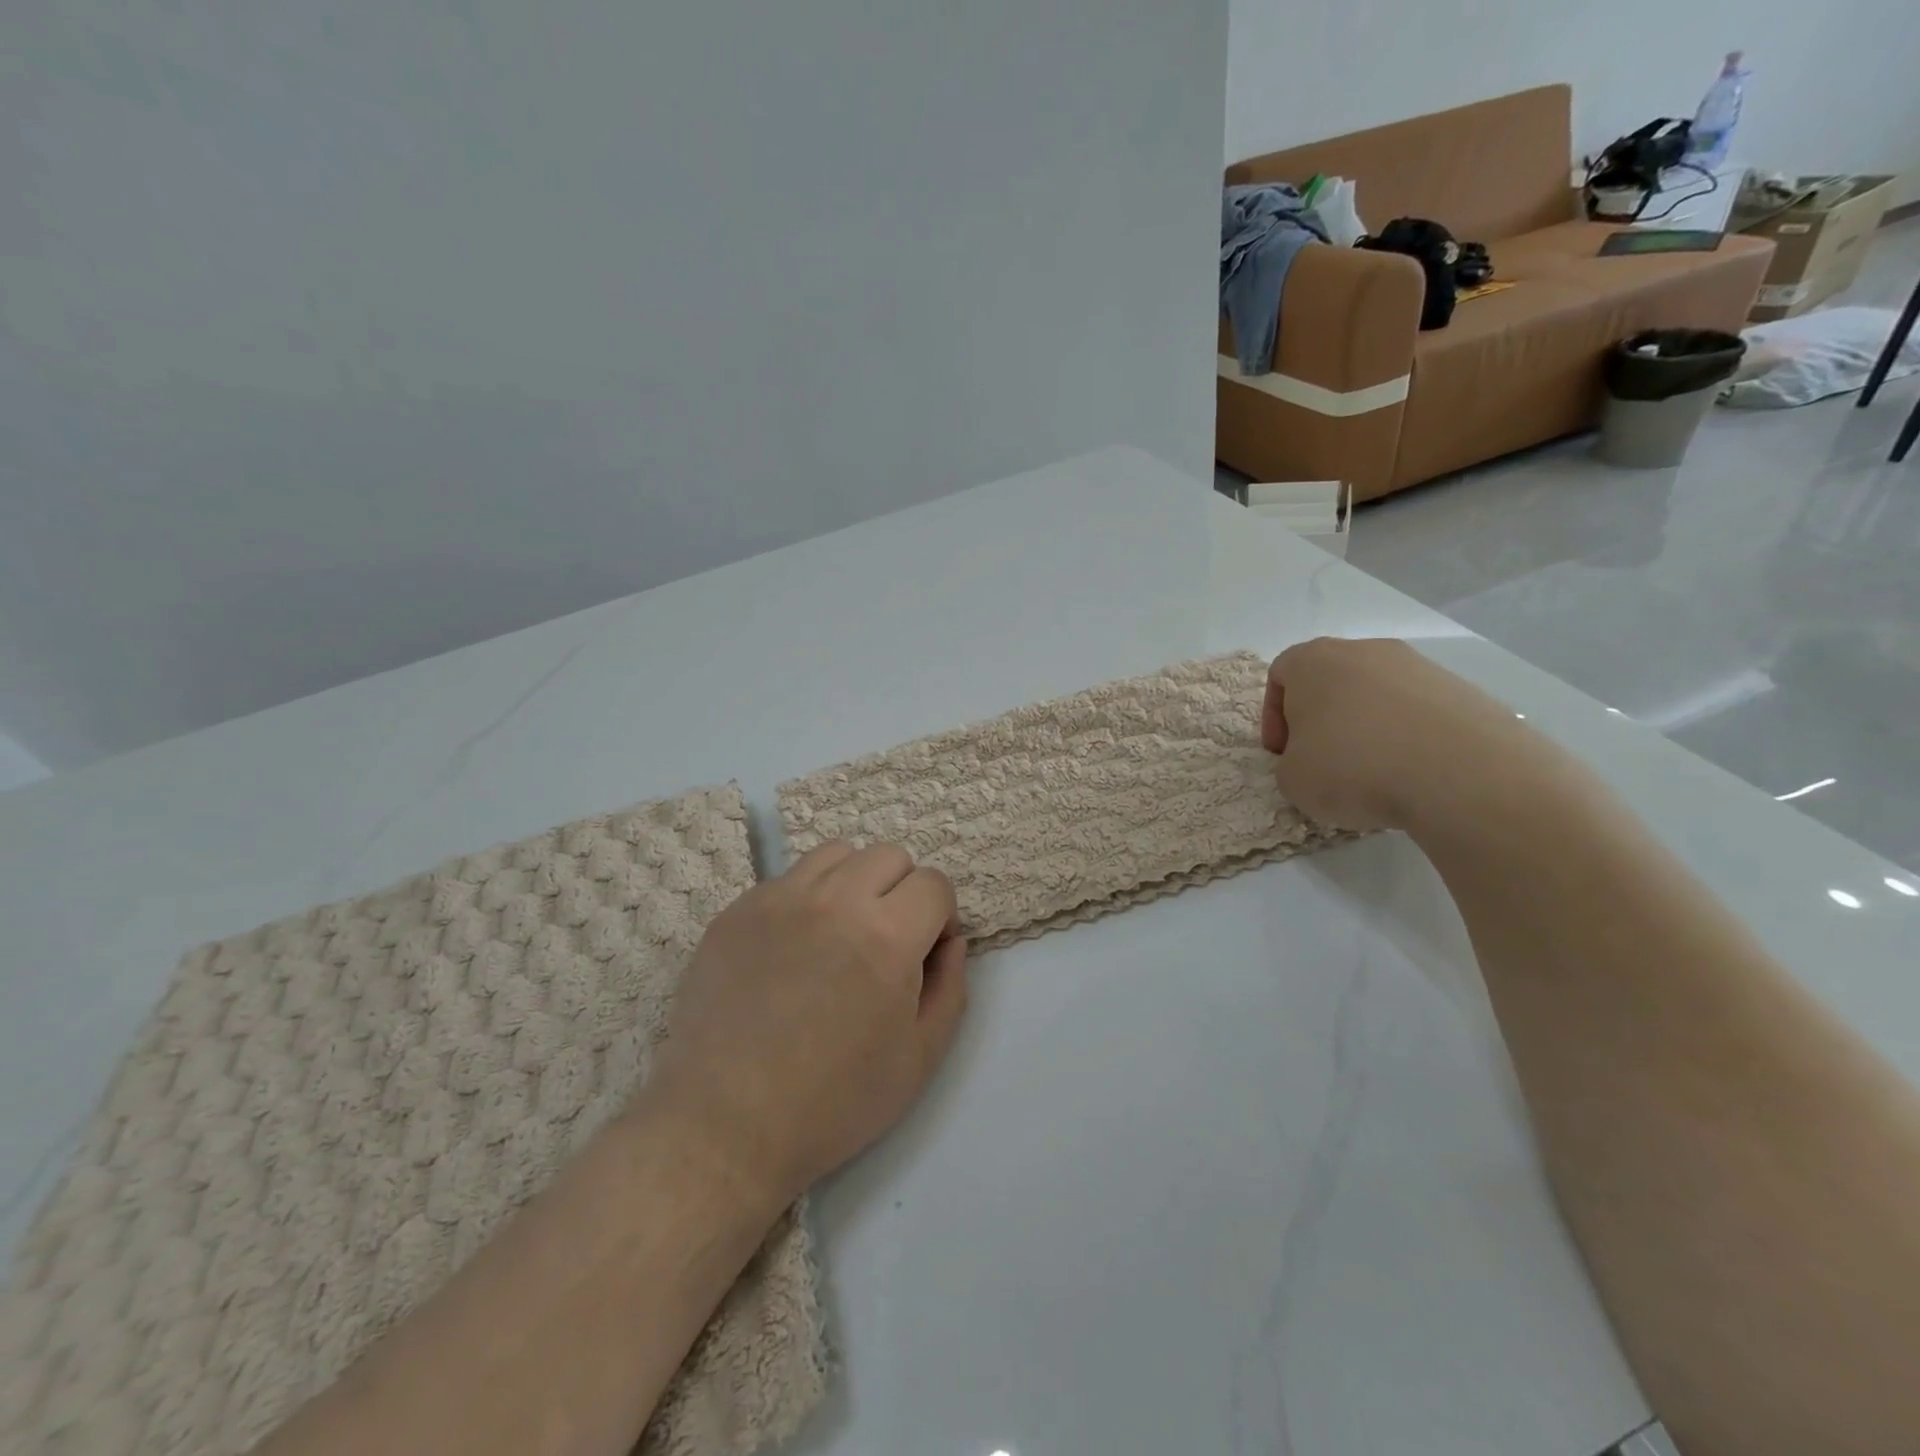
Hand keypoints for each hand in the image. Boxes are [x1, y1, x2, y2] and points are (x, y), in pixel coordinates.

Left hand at [650, 841, 968, 1205]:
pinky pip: (786, 880)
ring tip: (839, 933)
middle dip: (902, 892)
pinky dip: (805, 900)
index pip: (934, 883)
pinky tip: (791, 950)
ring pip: (836, 854)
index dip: (940, 917)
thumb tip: (950, 940)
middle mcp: (835, 900)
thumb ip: (950, 986)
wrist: (724, 1125)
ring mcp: (778, 899)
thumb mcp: (920, 1058)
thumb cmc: (833, 1102)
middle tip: (885, 943)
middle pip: (889, 856)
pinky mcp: (736, 910)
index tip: (924, 955)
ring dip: (854, 883)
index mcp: (887, 935)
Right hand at [1262, 637, 1550, 831]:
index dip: (1274, 718)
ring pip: (1375, 694)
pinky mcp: (1460, 690)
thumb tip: (1316, 760)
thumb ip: (1291, 763)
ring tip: (1373, 772)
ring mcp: (1417, 666)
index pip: (1280, 675)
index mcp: (1313, 661)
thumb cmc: (1353, 767)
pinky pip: (1416, 711)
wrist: (1461, 774)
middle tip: (1323, 760)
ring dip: (1365, 728)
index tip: (1283, 753)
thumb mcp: (1292, 779)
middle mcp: (1364, 650)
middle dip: (1321, 720)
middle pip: (1329, 680)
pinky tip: (1411, 772)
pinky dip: (1406, 736)